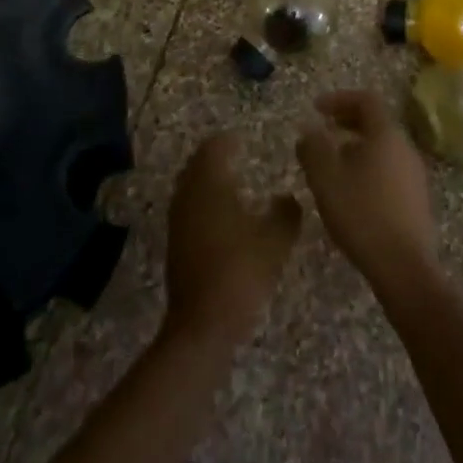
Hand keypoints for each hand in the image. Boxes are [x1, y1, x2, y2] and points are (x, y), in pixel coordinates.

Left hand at [164, 132, 301, 346]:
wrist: (203, 323)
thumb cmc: (241, 272)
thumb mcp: (275, 241)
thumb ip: (285, 213)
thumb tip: (287, 198)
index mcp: (209, 185)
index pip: (213, 148)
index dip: (227, 141)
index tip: (242, 138)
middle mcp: (188, 195)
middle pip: (197, 164)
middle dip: (214, 157)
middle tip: (235, 155)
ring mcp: (178, 221)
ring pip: (190, 186)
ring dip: (207, 179)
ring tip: (231, 182)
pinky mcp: (176, 244)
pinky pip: (188, 208)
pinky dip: (203, 201)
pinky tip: (221, 216)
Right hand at [296, 90, 436, 295]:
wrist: (403, 267)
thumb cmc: (361, 213)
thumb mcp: (325, 177)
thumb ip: (313, 147)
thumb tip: (309, 130)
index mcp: (386, 135)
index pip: (366, 100)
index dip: (339, 99)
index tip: (315, 109)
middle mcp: (406, 148)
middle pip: (376, 122)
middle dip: (347, 122)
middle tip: (322, 131)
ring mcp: (415, 175)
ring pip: (383, 147)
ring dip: (356, 146)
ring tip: (331, 164)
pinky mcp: (416, 200)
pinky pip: (389, 169)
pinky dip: (367, 167)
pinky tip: (350, 191)